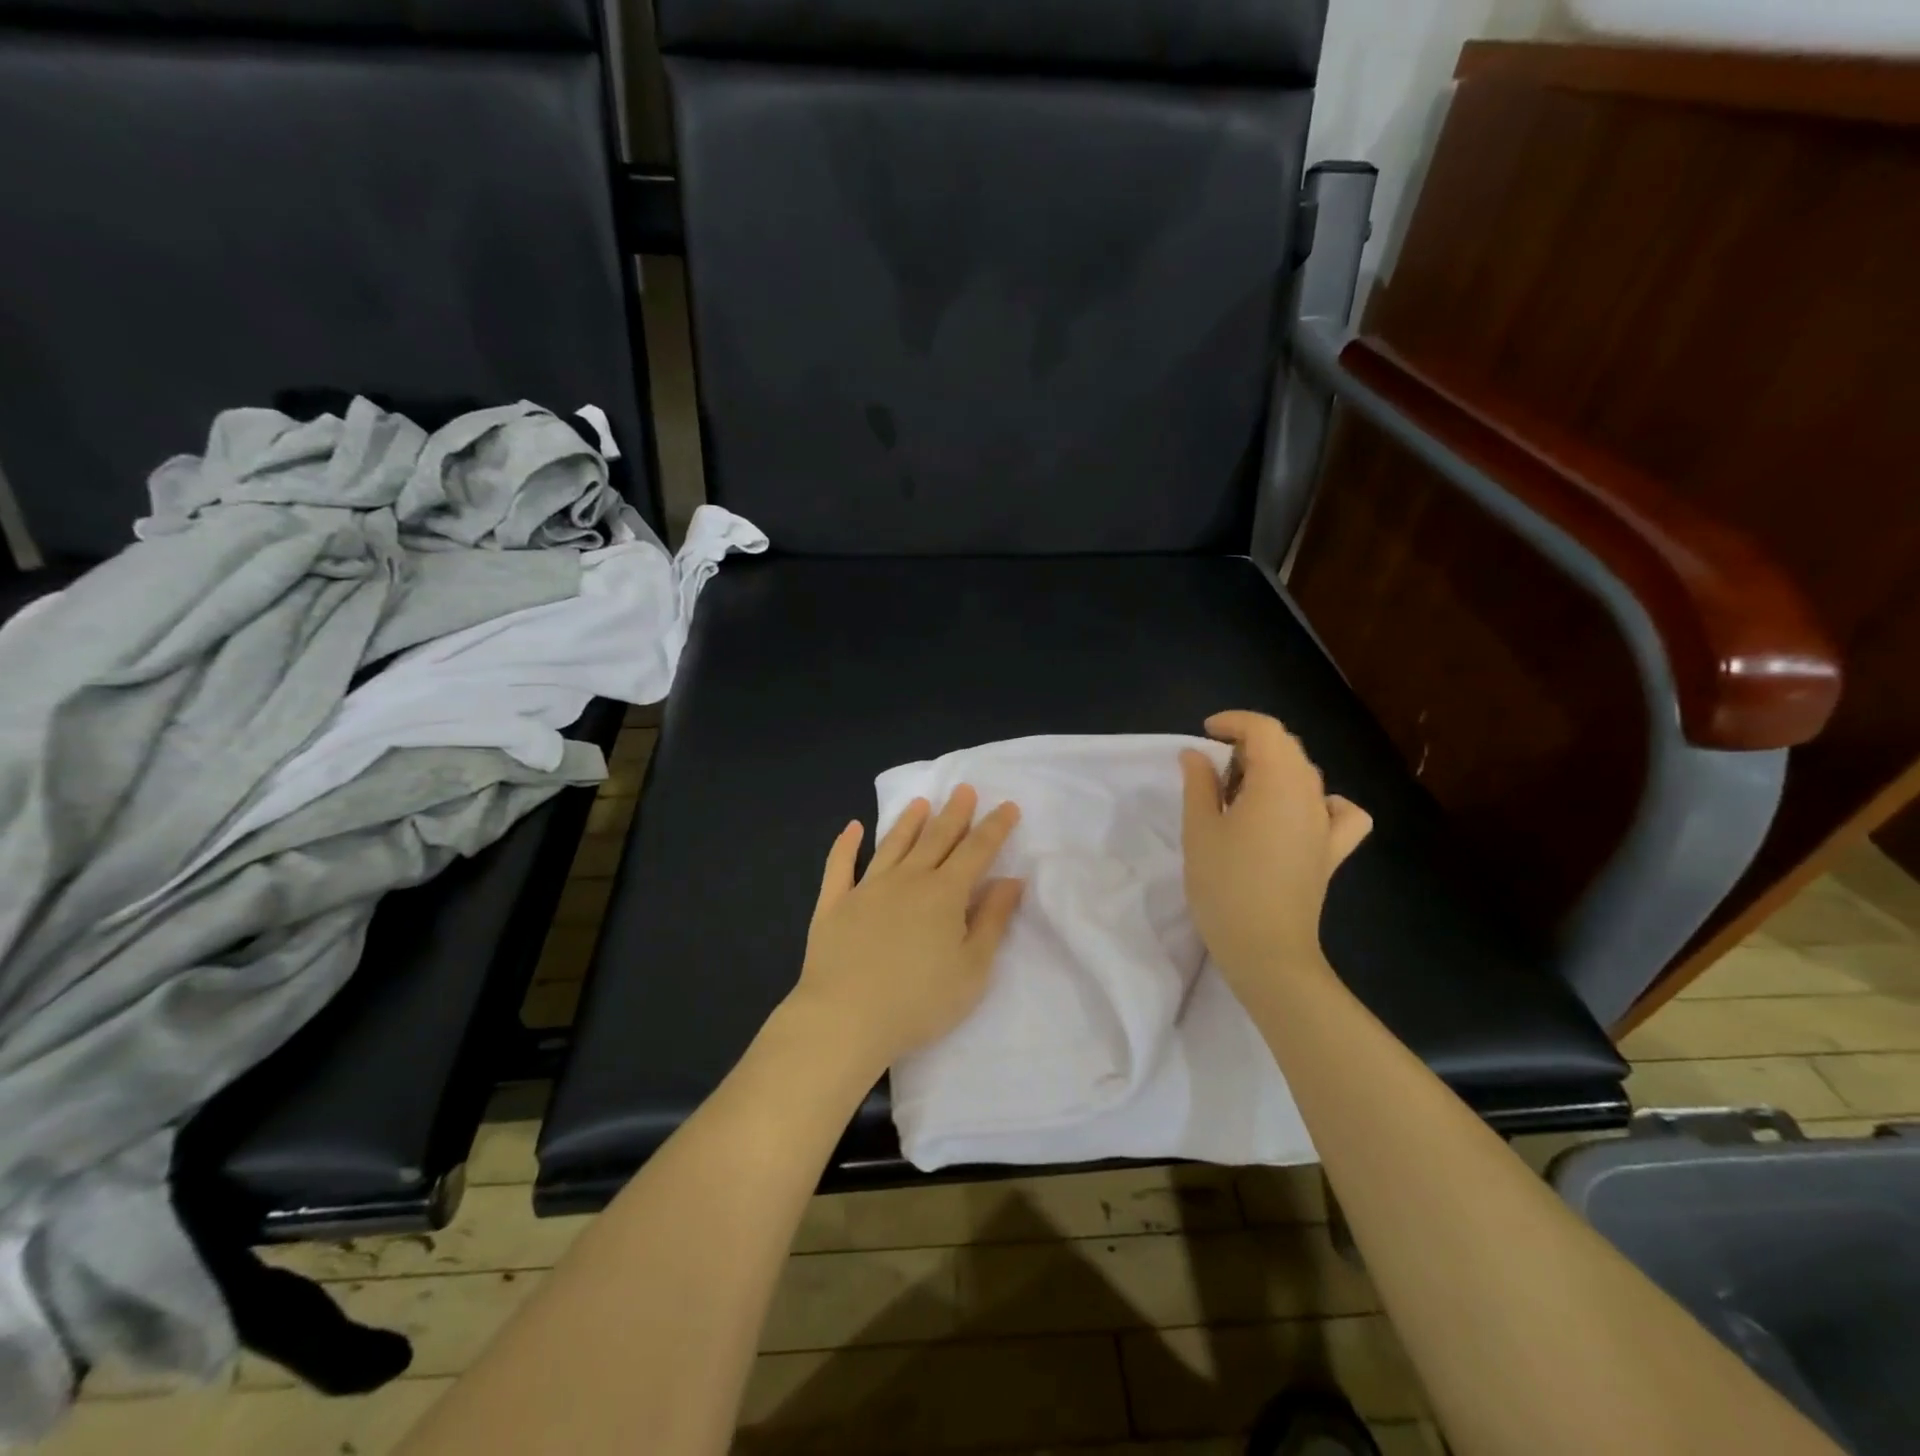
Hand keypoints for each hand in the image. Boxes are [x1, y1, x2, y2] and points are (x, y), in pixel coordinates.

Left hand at [789, 786, 1024, 1072]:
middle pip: (936, 839)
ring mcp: (866, 889)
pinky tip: (851, 828)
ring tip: (921, 802)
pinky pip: (840, 866)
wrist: (845, 1019)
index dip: (994, 828)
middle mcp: (907, 880)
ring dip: (909, 821)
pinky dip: (845, 845)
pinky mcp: (833, 905)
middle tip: (964, 789)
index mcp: (944, 894)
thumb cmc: (918, 1002)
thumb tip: (1010, 880)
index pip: (976, 851)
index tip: (1008, 806)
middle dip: (954, 813)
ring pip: (893, 845)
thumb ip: (992, 921)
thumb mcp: (972, 969)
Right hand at [1180, 711, 1372, 998]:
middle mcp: (1310, 794)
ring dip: (1275, 768)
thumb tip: (1196, 754)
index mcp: (1277, 782)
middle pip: (1287, 747)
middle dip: (1250, 743)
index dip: (1234, 722)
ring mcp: (1327, 824)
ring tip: (1242, 791)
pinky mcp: (1332, 851)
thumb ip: (1199, 784)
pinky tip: (1300, 814)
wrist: (1266, 949)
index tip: (1205, 734)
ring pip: (1307, 774)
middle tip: (1214, 766)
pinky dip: (1321, 802)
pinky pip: (1340, 812)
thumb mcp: (1199, 829)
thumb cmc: (1224, 884)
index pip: (1264, 729)